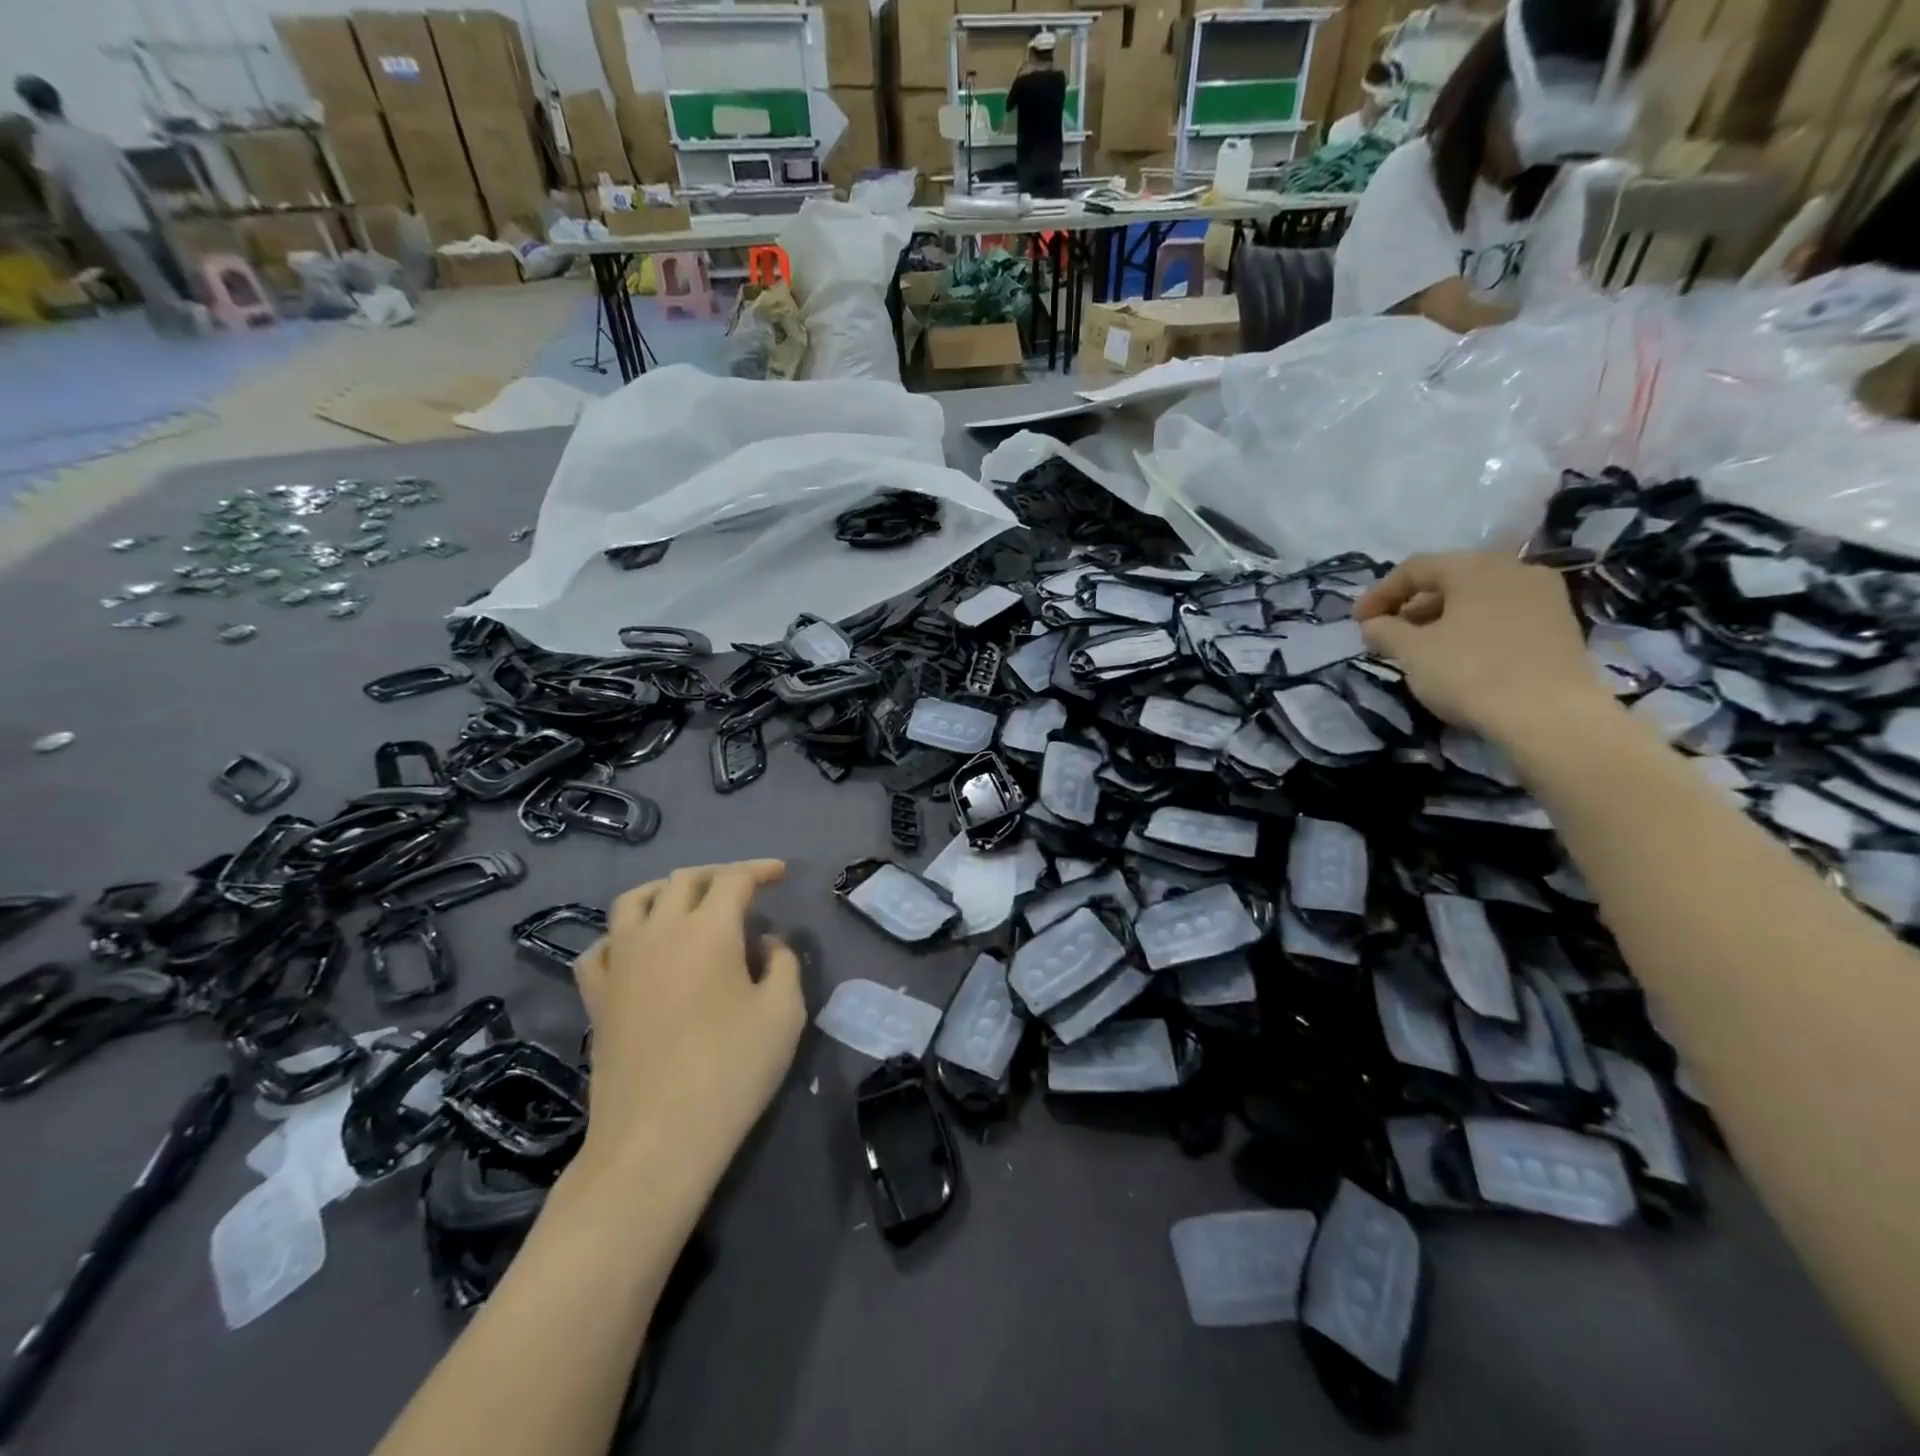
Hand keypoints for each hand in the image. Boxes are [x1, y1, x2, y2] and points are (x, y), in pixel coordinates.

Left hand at [572, 860, 805, 1192]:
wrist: (655, 1140)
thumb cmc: (731, 1072)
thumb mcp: (783, 1014)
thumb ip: (783, 964)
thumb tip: (766, 942)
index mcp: (708, 930)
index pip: (734, 879)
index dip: (760, 869)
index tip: (781, 874)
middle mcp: (658, 931)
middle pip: (684, 880)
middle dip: (718, 875)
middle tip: (744, 890)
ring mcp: (620, 962)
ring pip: (634, 900)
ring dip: (666, 891)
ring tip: (687, 904)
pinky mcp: (596, 997)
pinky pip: (601, 946)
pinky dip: (622, 934)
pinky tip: (636, 949)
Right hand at [1354, 552, 1607, 743]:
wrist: (1549, 715)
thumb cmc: (1470, 672)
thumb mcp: (1412, 652)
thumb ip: (1385, 631)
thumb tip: (1373, 624)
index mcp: (1476, 567)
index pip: (1415, 569)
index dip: (1379, 593)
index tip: (1357, 622)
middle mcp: (1515, 570)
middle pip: (1450, 580)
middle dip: (1411, 605)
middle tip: (1387, 634)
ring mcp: (1544, 597)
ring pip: (1478, 598)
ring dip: (1441, 618)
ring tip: (1419, 648)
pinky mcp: (1560, 626)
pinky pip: (1502, 615)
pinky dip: (1472, 628)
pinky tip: (1458, 655)